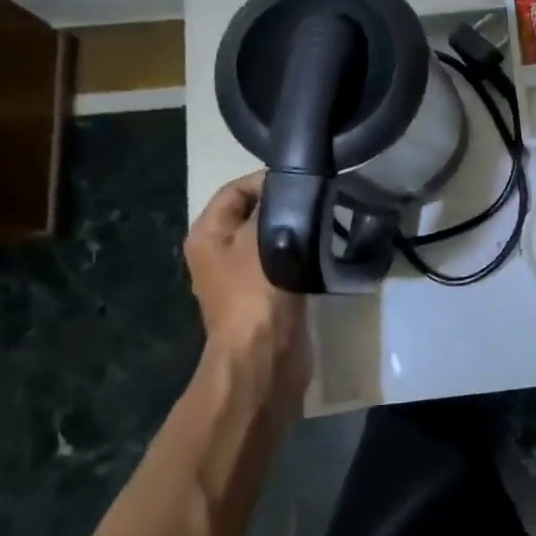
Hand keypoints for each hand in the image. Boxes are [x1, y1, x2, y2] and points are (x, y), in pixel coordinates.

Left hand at [185, 173, 308, 407]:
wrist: (264, 355)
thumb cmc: (257, 291)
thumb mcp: (264, 238)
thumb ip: (275, 207)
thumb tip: (291, 188)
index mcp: (208, 235)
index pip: (236, 190)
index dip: (268, 181)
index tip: (305, 181)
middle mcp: (219, 253)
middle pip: (254, 214)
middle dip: (286, 207)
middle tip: (321, 201)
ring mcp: (242, 276)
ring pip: (272, 238)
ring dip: (297, 231)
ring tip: (328, 224)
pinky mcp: (267, 294)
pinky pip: (284, 262)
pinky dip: (302, 255)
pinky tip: (325, 252)